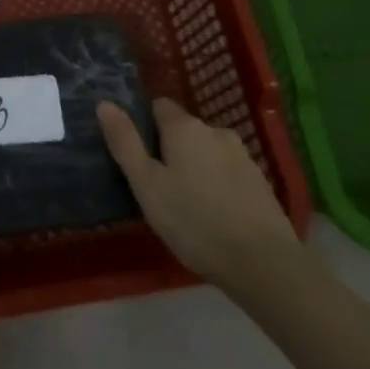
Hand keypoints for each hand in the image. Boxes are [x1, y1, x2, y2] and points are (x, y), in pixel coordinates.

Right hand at [98, 97, 297, 286]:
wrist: (264, 264)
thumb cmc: (194, 221)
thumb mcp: (147, 185)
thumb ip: (125, 143)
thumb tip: (104, 103)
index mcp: (184, 127)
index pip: (159, 106)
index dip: (146, 126)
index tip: (140, 156)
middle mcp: (215, 131)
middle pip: (185, 130)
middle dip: (172, 149)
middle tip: (162, 187)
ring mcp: (243, 156)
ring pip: (209, 152)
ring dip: (198, 168)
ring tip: (190, 206)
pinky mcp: (261, 183)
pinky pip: (230, 173)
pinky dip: (220, 186)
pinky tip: (217, 216)